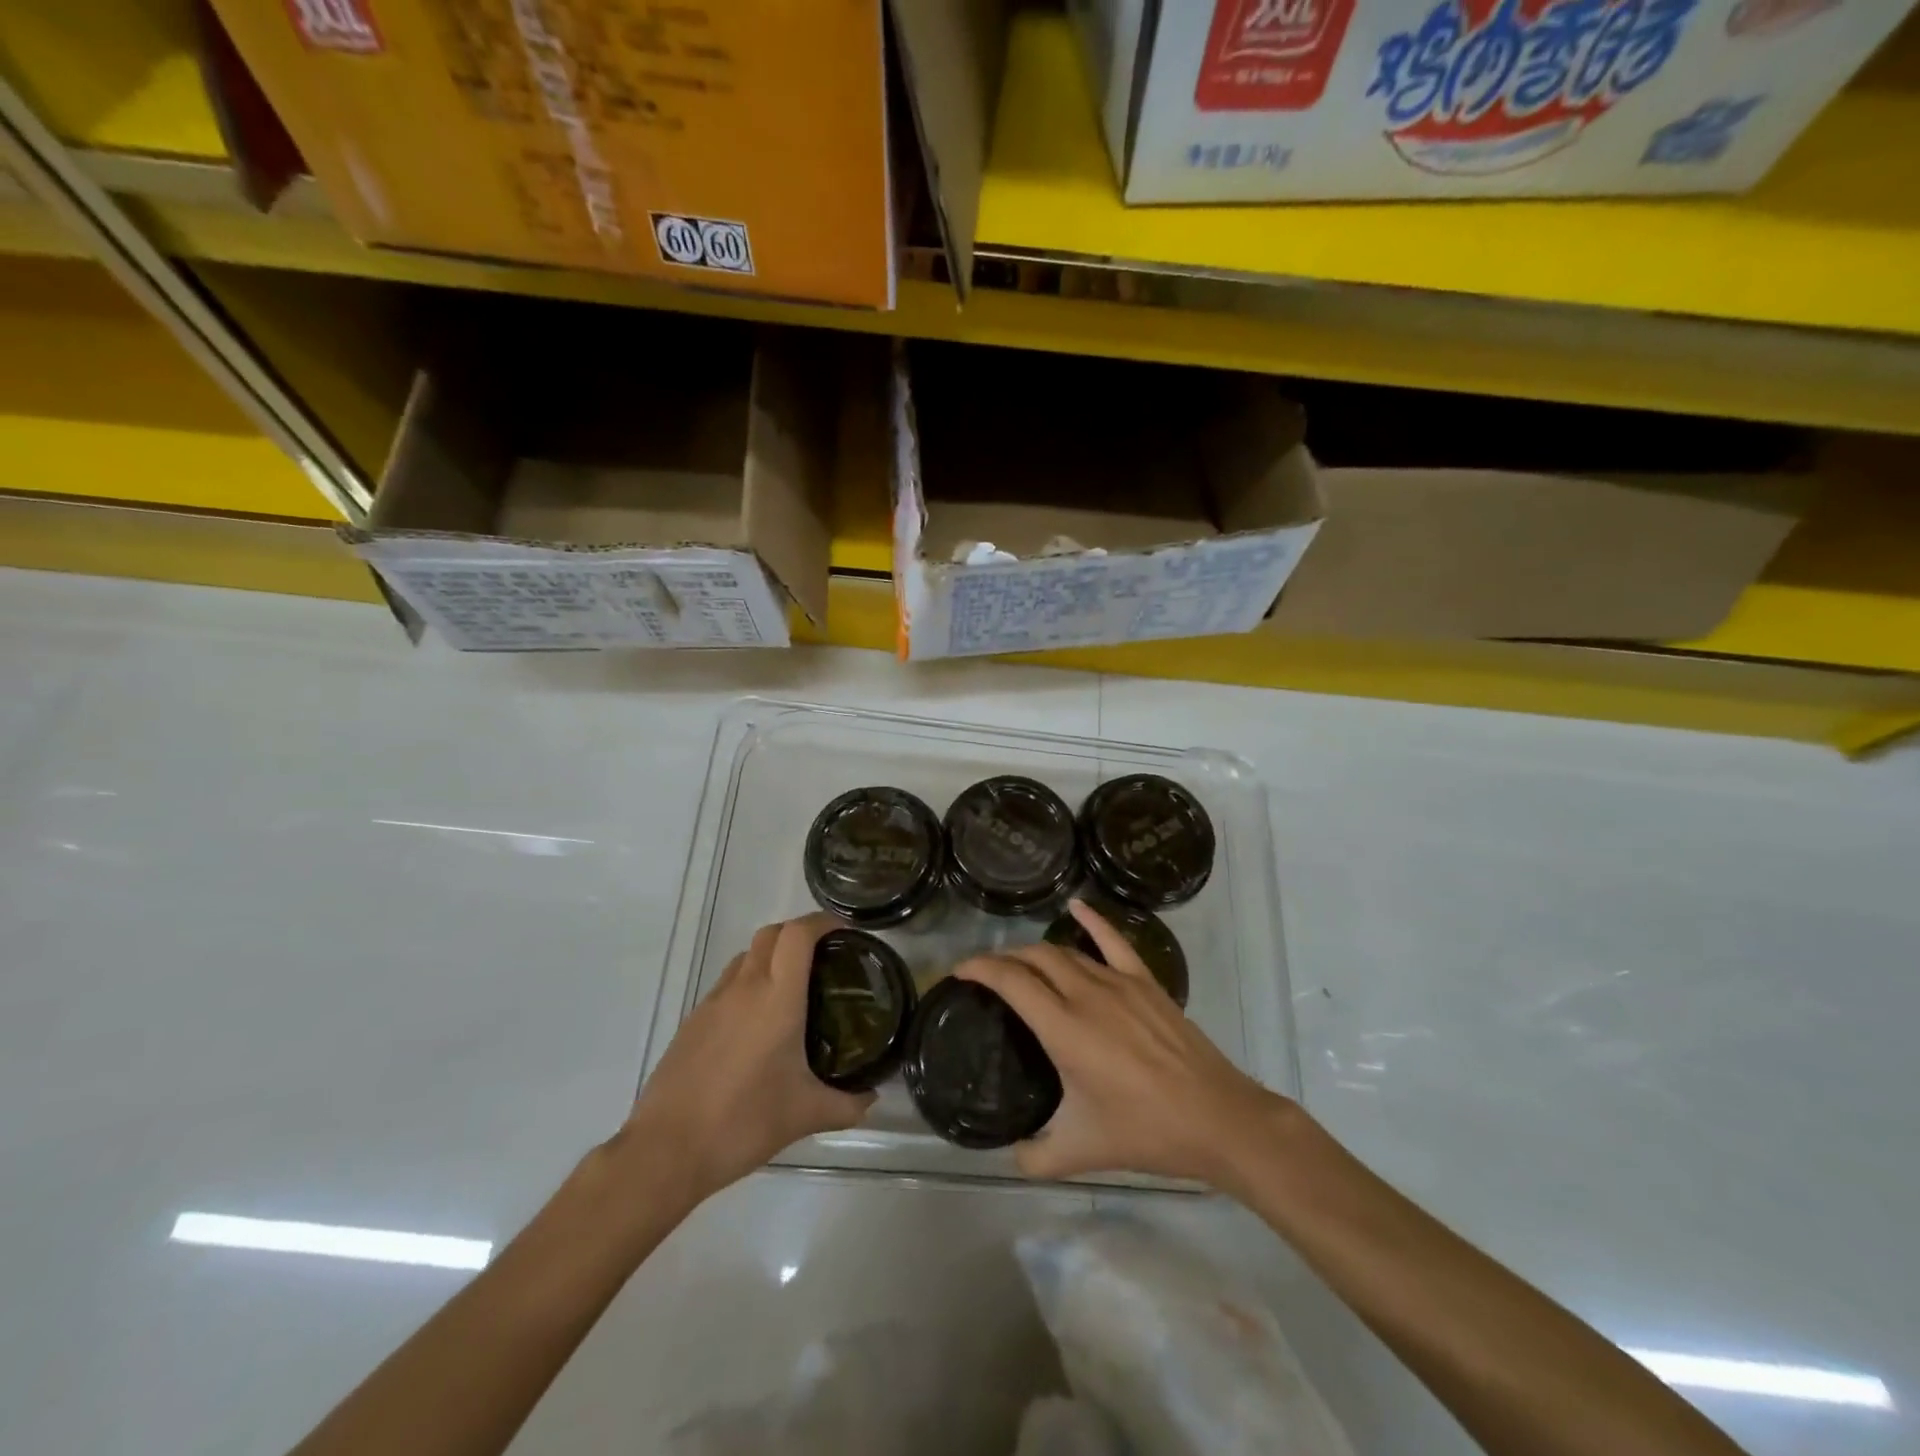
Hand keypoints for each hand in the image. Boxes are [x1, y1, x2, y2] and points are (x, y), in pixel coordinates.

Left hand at [623, 914, 873, 1205]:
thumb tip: (872, 1097)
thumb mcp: (806, 1115)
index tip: (845, 932)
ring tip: (794, 988)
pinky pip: (728, 984)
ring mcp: (713, 1001)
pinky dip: (749, 984)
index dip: (823, 922)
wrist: (666, 1150)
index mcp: (777, 997)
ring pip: (746, 956)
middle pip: (771, 933)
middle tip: (825, 957)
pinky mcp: (693, 1020)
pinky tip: (759, 1024)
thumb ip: (847, 1104)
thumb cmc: (743, 1123)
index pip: (798, 934)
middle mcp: (744, 987)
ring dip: (772, 956)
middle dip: (799, 933)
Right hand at [955, 900, 1292, 1188]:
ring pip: (1067, 952)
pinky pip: (1114, 940)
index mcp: (1064, 1028)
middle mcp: (1086, 994)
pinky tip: (1075, 907)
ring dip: (1037, 951)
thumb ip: (1034, 1157)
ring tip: (1020, 961)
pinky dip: (1091, 920)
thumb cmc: (1145, 1132)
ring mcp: (1119, 983)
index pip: (1011, 981)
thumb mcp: (1080, 1153)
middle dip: (1004, 958)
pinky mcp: (1146, 982)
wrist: (1215, 1118)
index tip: (959, 971)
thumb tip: (1010, 1155)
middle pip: (1035, 958)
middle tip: (987, 972)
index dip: (980, 968)